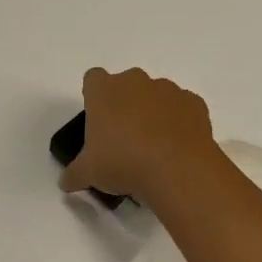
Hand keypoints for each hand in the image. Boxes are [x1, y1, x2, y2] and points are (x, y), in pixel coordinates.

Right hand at [58, 67, 218, 200]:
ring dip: (151, 113)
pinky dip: (177, 122)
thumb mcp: (88, 174)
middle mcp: (135, 82)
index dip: (94, 97)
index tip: (97, 121)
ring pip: (155, 95)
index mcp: (104, 91)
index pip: (93, 79)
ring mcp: (168, 89)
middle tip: (122, 138)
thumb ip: (74, 174)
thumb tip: (67, 182)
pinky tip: (174, 148)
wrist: (177, 169)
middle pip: (125, 85)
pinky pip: (181, 108)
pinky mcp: (194, 103)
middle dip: (124, 105)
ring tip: (152, 147)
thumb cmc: (122, 163)